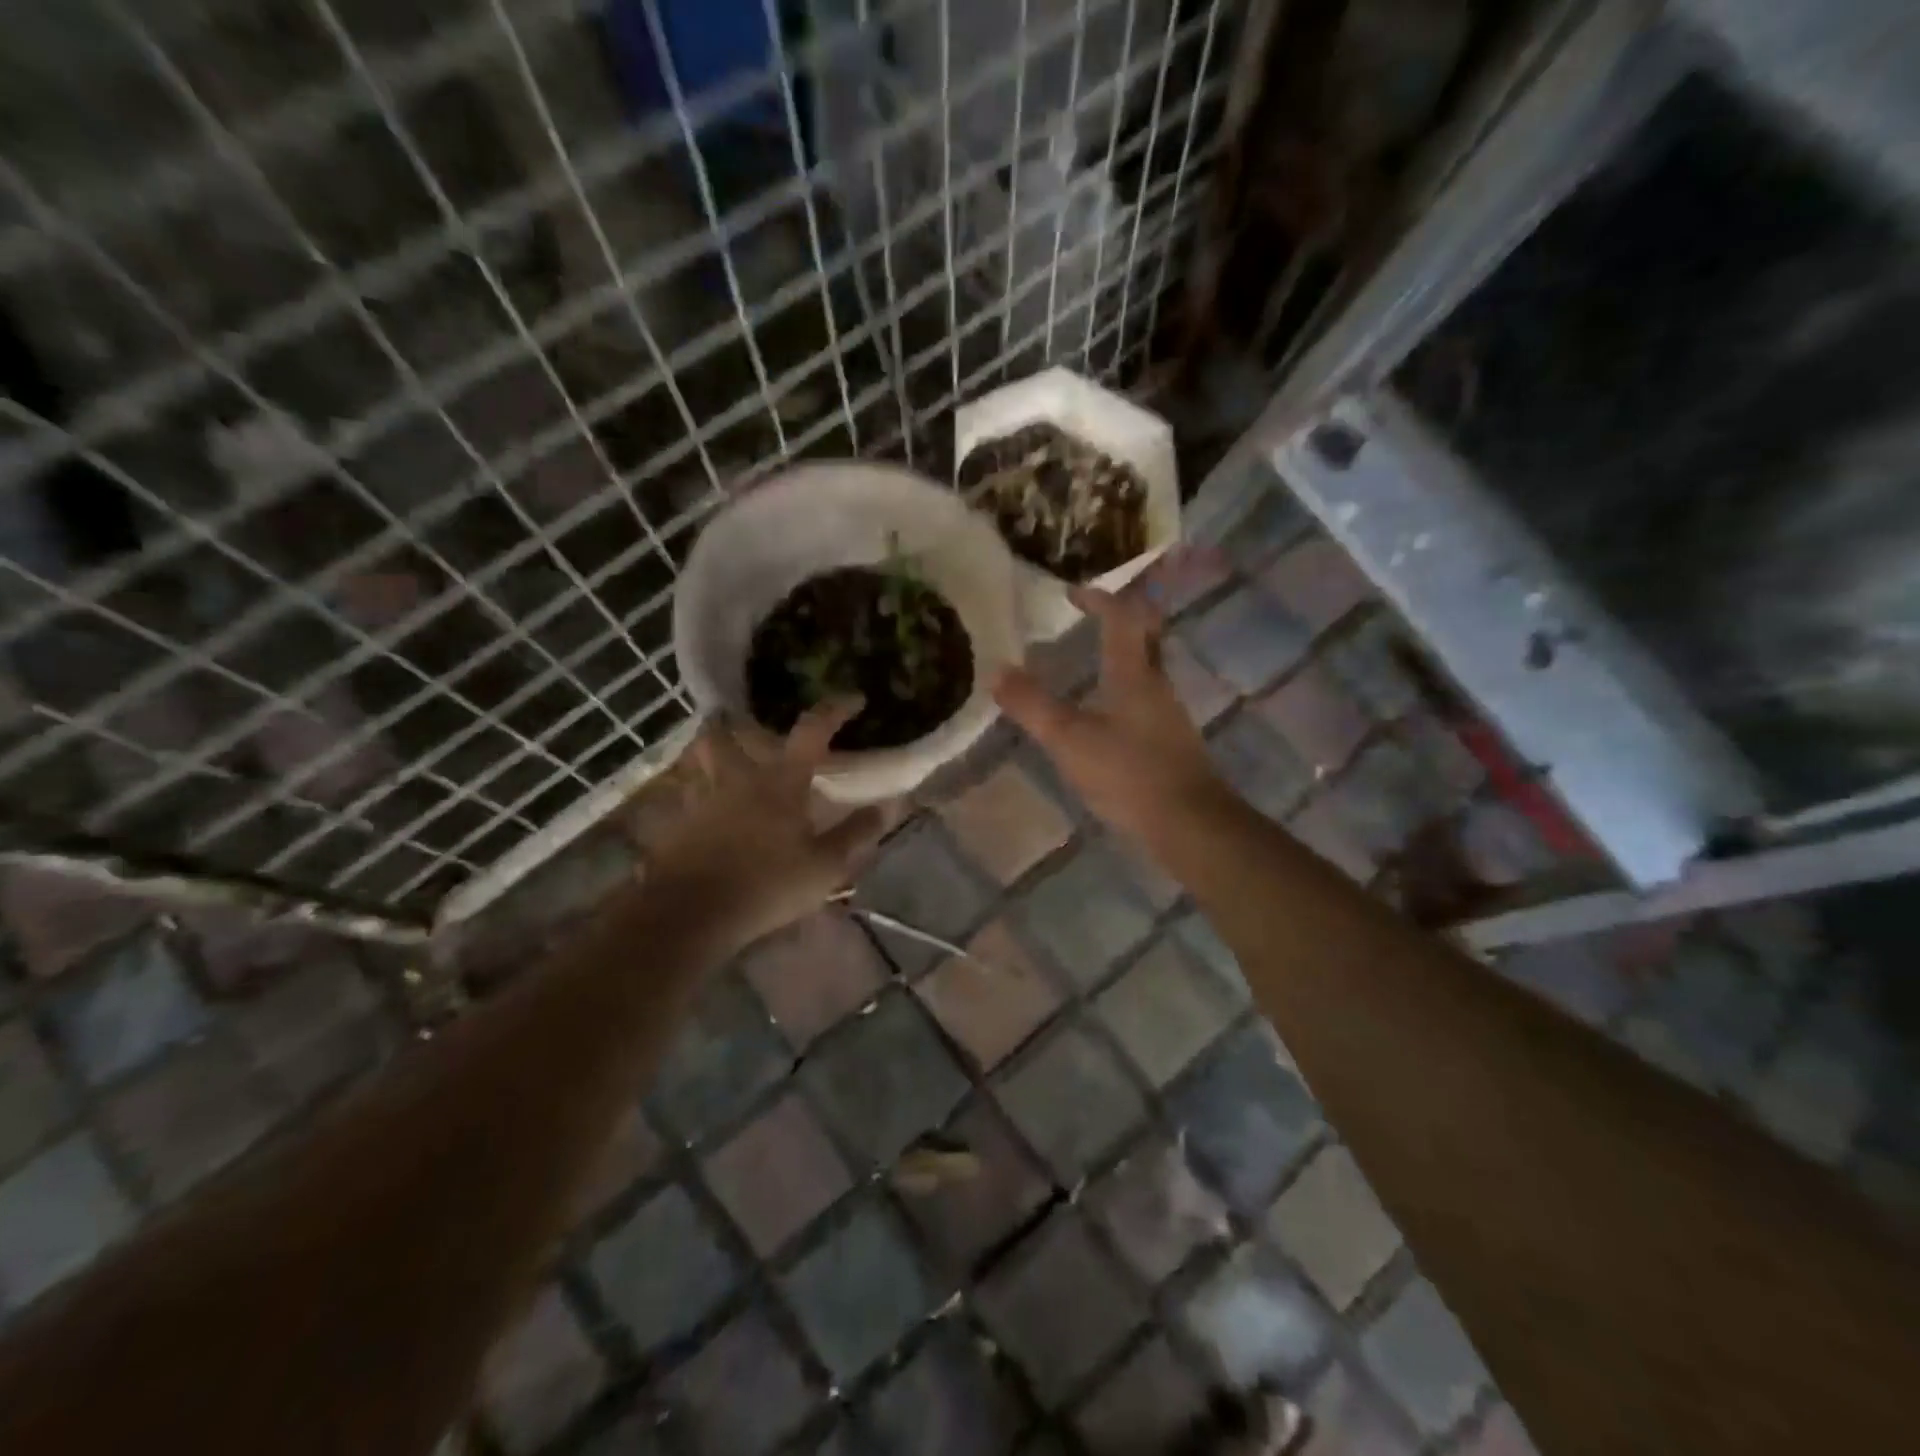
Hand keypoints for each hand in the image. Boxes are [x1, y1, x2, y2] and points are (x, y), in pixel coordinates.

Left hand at [645, 701, 888, 953]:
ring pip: (701, 761)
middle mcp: (740, 778)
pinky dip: (697, 793)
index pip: (812, 731)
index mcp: (781, 782)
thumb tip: (889, 805)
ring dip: (711, 752)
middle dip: (735, 721)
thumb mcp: (825, 866)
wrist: (691, 913)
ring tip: (723, 758)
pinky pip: (687, 795)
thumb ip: (856, 833)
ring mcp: (704, 799)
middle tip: (745, 721)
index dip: (834, 710)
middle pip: (729, 734)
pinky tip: (707, 809)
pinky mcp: (680, 824)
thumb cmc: (767, 884)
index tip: (854, 700)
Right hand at [994, 584, 1227, 846]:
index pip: (1121, 617)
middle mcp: (1157, 684)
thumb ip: (1032, 705)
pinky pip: (1146, 698)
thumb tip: (998, 671)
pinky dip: (1124, 688)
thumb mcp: (1069, 740)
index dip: (1097, 599)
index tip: (1072, 593)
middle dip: (1118, 619)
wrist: (1189, 823)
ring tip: (1088, 661)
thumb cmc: (1129, 774)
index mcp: (1134, 673)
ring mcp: (1169, 713)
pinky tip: (1105, 712)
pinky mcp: (1171, 740)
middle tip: (1087, 618)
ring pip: (1146, 668)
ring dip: (1122, 654)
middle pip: (1144, 636)